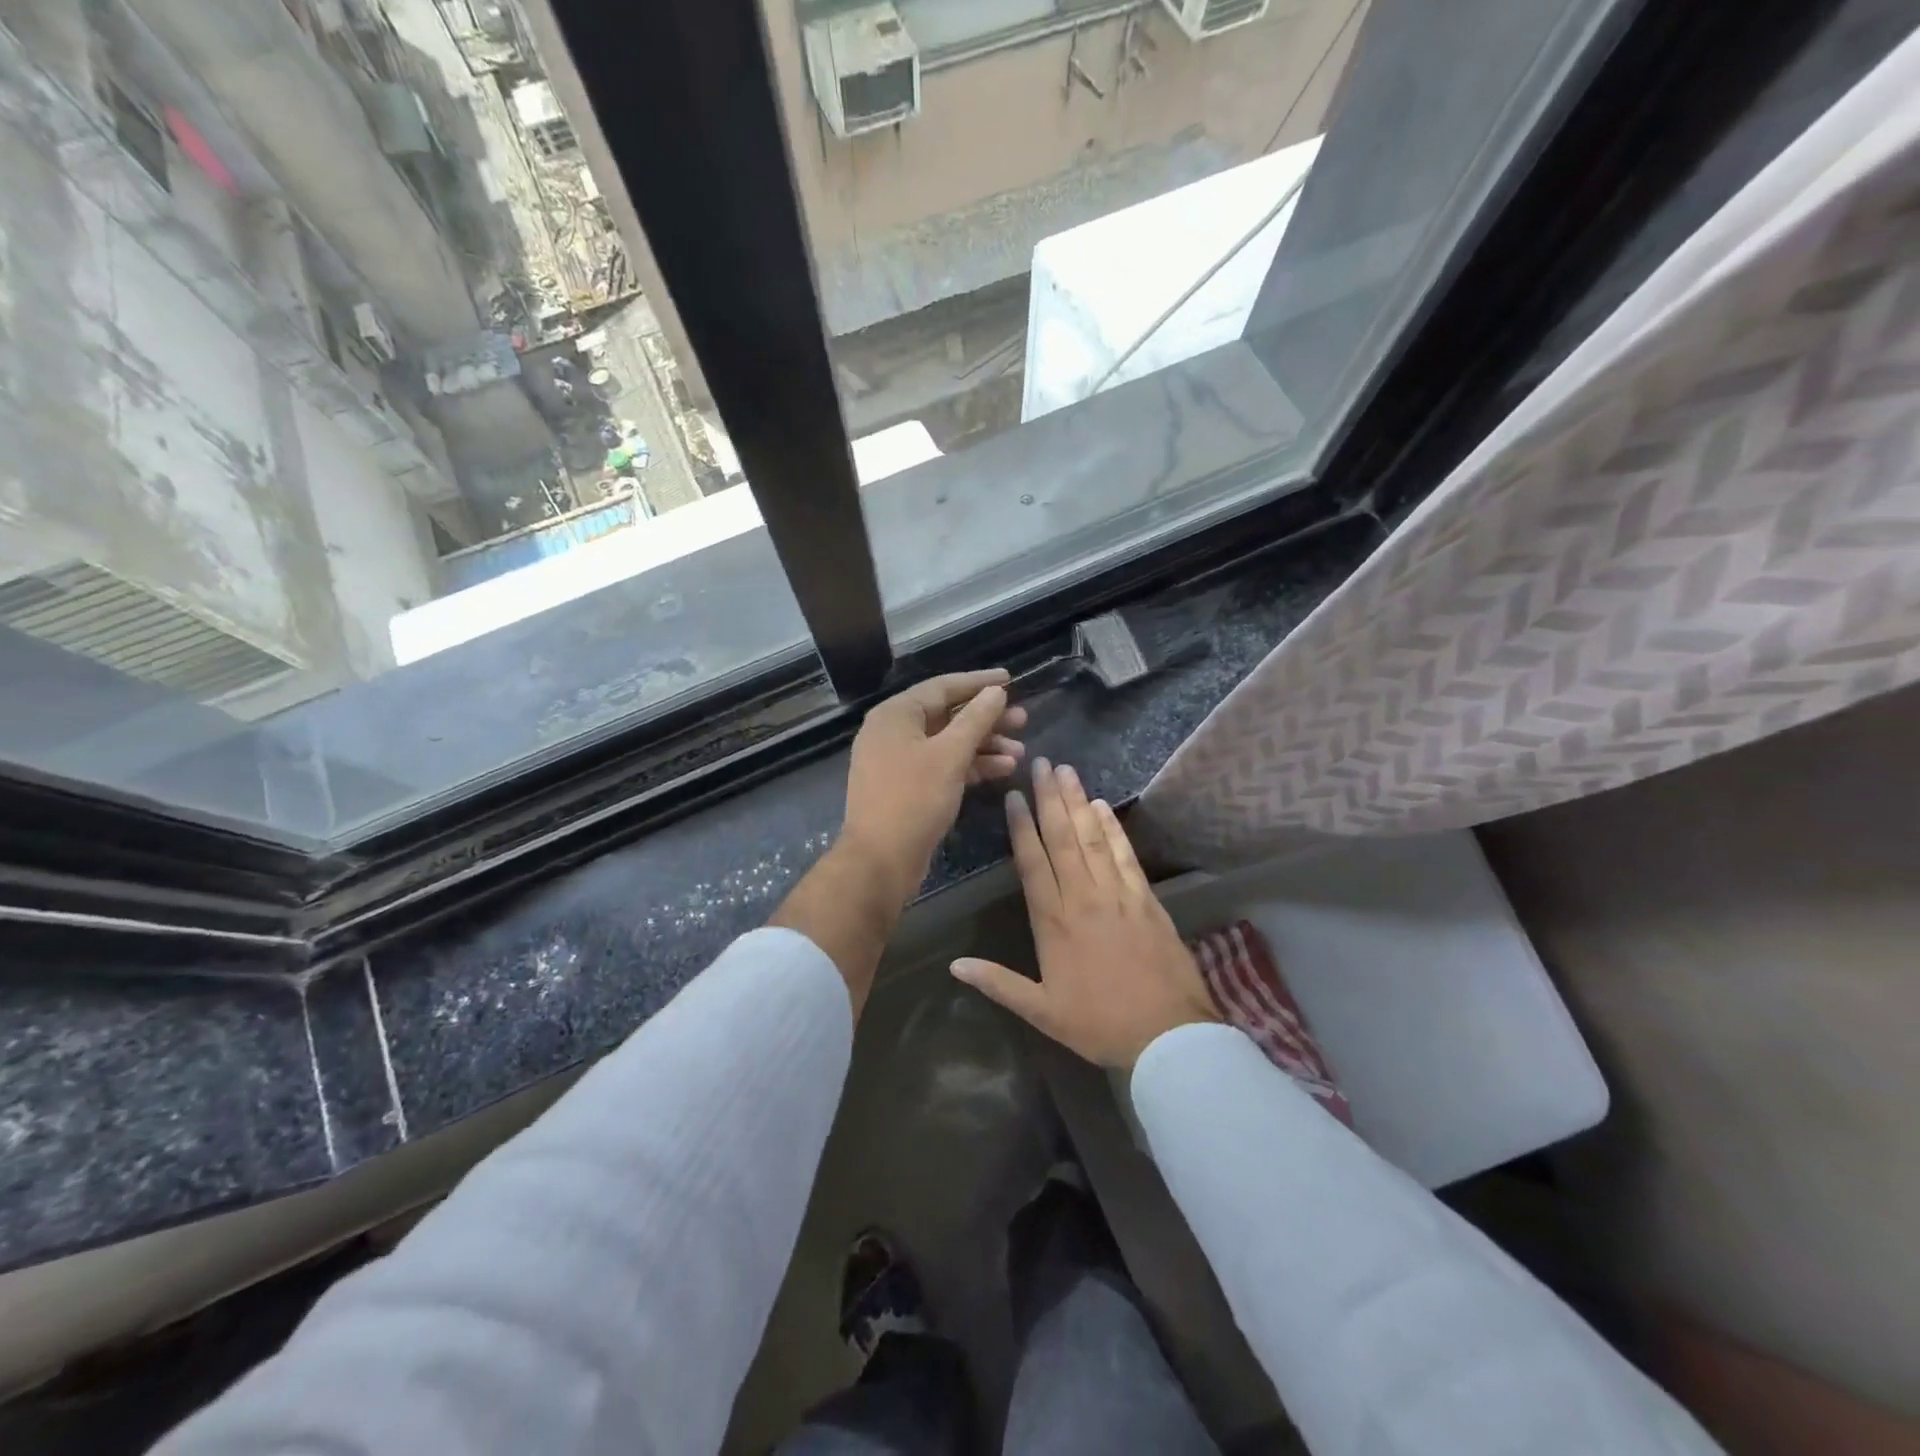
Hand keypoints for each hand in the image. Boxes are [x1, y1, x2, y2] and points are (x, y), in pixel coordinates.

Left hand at [838, 670, 1027, 906]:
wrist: (880, 860)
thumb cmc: (914, 799)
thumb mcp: (950, 755)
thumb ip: (976, 719)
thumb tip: (996, 691)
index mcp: (896, 715)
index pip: (942, 687)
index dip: (978, 683)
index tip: (1010, 680)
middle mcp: (893, 732)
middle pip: (947, 715)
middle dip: (986, 719)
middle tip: (1023, 720)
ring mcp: (898, 761)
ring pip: (947, 743)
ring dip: (984, 745)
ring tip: (1021, 752)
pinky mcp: (907, 787)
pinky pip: (942, 765)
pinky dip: (970, 766)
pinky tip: (1003, 770)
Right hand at [950, 759, 1218, 1067]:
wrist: (1167, 1035)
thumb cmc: (1099, 1025)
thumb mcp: (1041, 1011)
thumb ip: (997, 983)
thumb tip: (954, 965)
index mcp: (1054, 922)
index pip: (1032, 863)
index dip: (1021, 827)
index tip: (1013, 796)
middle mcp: (1084, 898)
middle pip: (1063, 839)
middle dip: (1049, 798)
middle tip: (1042, 763)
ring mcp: (1118, 895)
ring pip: (1093, 839)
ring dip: (1078, 802)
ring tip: (1067, 771)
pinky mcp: (1146, 899)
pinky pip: (1126, 856)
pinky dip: (1114, 829)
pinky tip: (1103, 807)